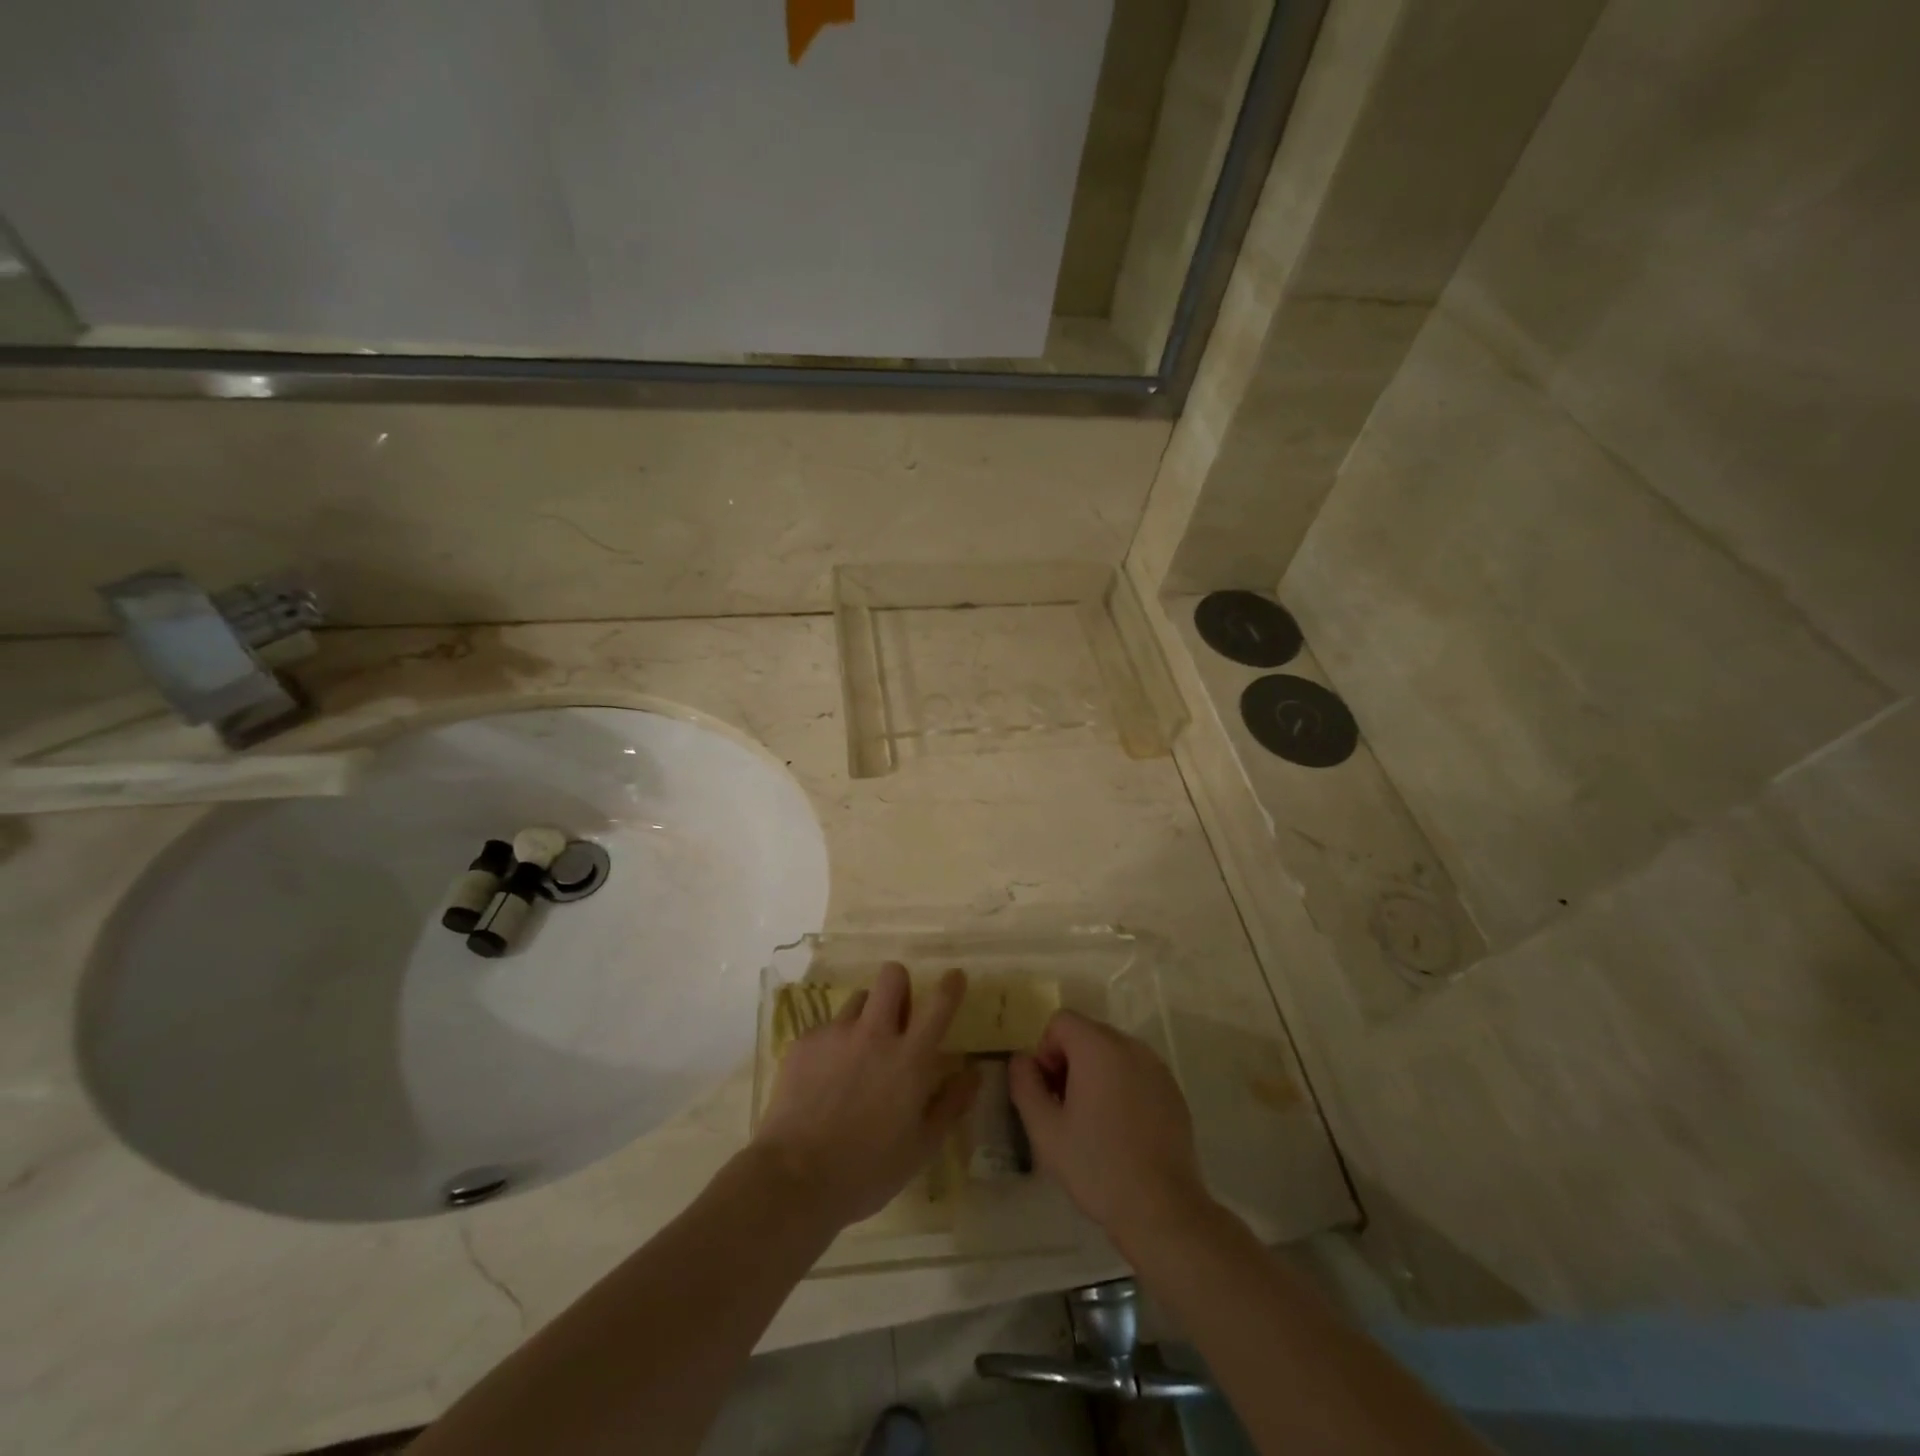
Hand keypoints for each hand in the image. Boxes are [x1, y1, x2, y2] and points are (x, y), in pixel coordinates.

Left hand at [753, 963, 978, 1230]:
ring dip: (866, 1015)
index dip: (950, 985)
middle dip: (900, 985)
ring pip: (858, 999)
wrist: (794, 1179)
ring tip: (858, 1052)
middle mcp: (874, 1034)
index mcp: (909, 1058)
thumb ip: (951, 1104)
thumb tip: (973, 1072)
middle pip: (892, 976)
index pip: (938, 1004)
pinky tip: (825, 1078)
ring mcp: (836, 1034)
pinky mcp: (804, 1042)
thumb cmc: (868, 1170)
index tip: (954, 978)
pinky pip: (827, 1027)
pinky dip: (834, 1043)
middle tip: (898, 1015)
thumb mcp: (922, 1147)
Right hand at [1009, 1011, 1211, 1251]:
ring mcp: (1157, 1068)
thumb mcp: (1045, 1129)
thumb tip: (1021, 1059)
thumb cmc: (1096, 1166)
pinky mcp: (1173, 1091)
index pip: (1061, 1021)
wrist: (1161, 1209)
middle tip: (1065, 1109)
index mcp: (1098, 1047)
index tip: (1049, 1092)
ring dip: (1095, 1074)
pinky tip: (1121, 1130)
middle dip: (1069, 1062)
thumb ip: (1025, 1085)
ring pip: (1113, 1053)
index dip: (1046, 1051)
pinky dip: (1122, 1087)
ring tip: (1092, 1122)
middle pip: (1088, 1034)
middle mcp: (1131, 1046)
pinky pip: (1137, 1073)